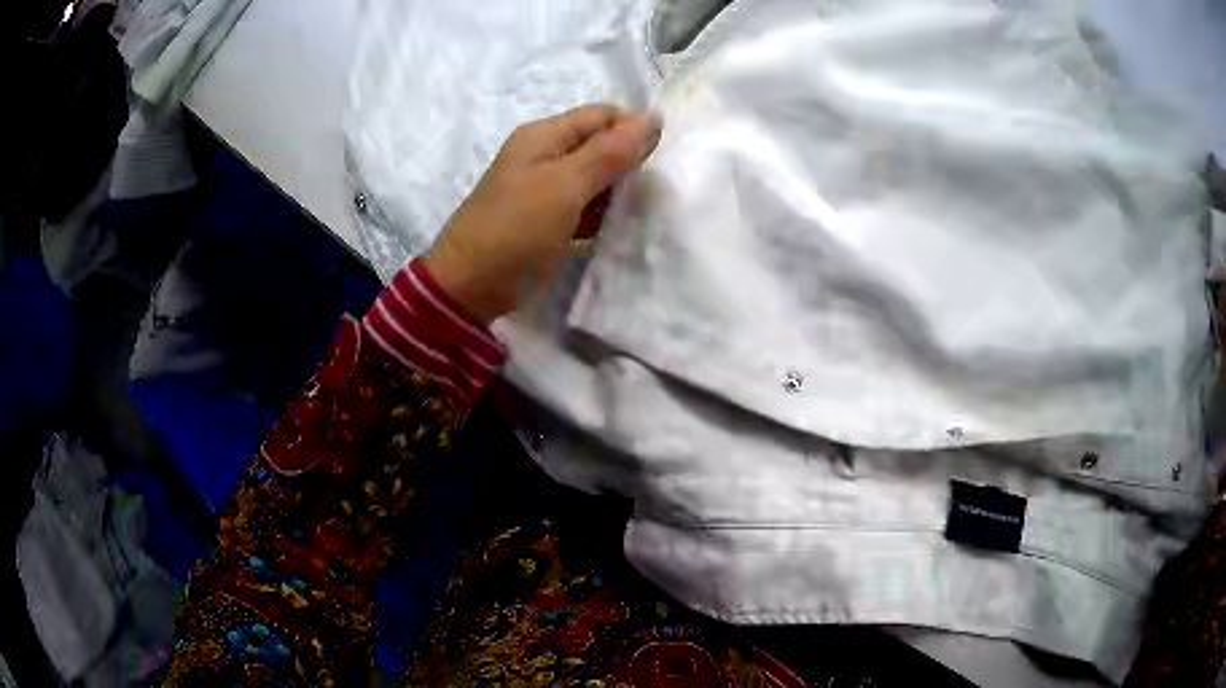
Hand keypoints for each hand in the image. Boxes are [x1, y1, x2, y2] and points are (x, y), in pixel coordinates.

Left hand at [424, 105, 661, 323]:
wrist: (471, 285)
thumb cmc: (517, 228)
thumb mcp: (566, 185)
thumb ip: (610, 152)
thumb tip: (653, 118)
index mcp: (544, 135)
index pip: (602, 116)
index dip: (633, 129)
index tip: (660, 160)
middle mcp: (543, 153)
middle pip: (598, 143)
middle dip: (626, 161)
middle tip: (648, 191)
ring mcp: (543, 186)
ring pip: (593, 176)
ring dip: (615, 190)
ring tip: (634, 211)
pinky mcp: (545, 217)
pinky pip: (582, 203)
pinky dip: (599, 212)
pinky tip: (614, 227)